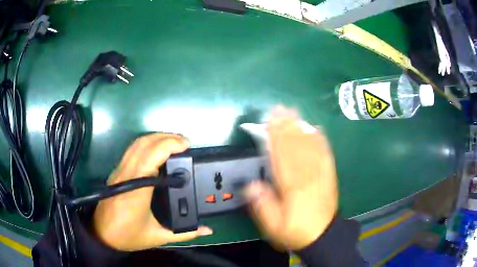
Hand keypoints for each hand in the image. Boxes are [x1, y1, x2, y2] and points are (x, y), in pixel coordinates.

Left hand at [93, 133, 212, 250]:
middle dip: (166, 137)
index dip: (169, 145)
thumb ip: (184, 233)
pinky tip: (158, 150)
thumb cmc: (127, 236)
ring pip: (137, 143)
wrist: (102, 234)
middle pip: (144, 144)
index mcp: (136, 190)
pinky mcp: (117, 171)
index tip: (186, 146)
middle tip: (185, 143)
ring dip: (157, 138)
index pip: (150, 157)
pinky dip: (148, 143)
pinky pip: (132, 149)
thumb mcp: (157, 237)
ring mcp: (119, 171)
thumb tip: (207, 230)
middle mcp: (126, 175)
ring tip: (175, 143)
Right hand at [244, 107, 337, 249]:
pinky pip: (325, 154)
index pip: (281, 156)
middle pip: (295, 147)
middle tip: (280, 109)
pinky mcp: (328, 175)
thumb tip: (251, 186)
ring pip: (310, 147)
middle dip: (287, 126)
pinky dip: (320, 140)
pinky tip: (316, 129)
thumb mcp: (274, 226)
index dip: (275, 137)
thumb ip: (263, 205)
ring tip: (294, 112)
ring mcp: (320, 174)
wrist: (321, 235)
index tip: (269, 121)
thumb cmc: (295, 230)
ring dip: (301, 128)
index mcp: (292, 188)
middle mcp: (307, 177)